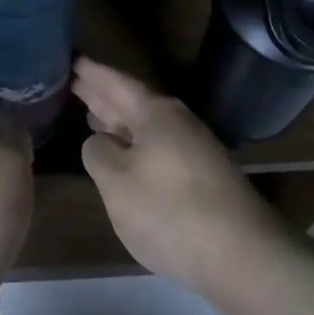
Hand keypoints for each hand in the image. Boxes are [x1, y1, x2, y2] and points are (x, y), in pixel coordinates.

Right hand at [75, 56, 296, 301]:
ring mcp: (194, 149)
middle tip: (74, 81)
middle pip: (132, 102)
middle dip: (103, 94)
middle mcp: (177, 122)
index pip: (116, 83)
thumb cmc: (169, 210)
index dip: (91, 73)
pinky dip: (135, 144)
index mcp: (155, 113)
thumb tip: (100, 141)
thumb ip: (98, 154)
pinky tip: (125, 155)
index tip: (71, 59)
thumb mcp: (116, 181)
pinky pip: (157, 147)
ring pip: (146, 126)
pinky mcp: (202, 177)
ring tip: (92, 114)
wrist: (242, 256)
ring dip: (119, 120)